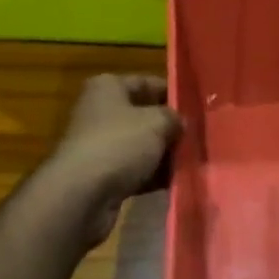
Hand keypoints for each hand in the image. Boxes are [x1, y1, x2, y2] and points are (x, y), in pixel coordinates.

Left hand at [42, 74, 181, 246]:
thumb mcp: (157, 122)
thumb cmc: (118, 144)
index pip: (146, 82)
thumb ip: (174, 118)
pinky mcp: (100, 176)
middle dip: (169, 127)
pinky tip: (176, 181)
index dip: (172, 92)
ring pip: (140, 145)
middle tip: (198, 135)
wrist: (80, 196)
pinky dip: (152, 175)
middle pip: (143, 115)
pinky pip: (133, 170)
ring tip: (193, 160)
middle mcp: (99, 112)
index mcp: (107, 87)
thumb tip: (180, 123)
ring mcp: (98, 146)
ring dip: (163, 153)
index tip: (196, 106)